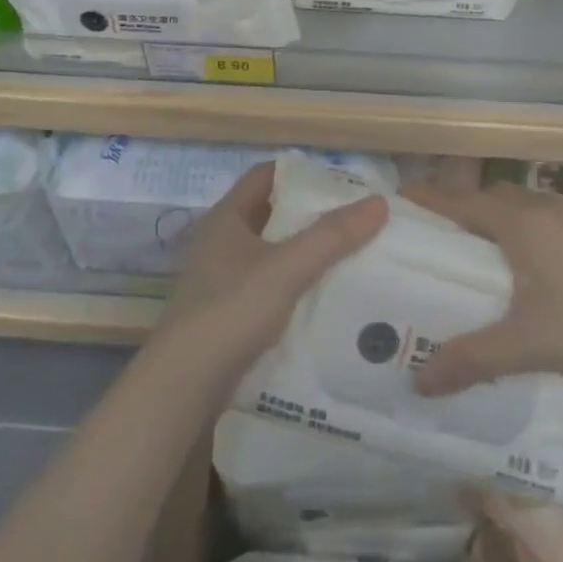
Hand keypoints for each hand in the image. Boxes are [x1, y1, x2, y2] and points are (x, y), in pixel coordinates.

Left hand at [159, 161, 387, 382]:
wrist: (183, 387)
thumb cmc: (231, 310)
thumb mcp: (287, 267)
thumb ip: (332, 235)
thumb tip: (379, 202)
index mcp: (226, 218)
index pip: (265, 176)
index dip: (301, 174)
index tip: (341, 183)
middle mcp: (220, 243)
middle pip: (271, 215)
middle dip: (310, 216)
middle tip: (355, 220)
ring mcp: (221, 281)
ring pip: (272, 255)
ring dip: (305, 254)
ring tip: (350, 257)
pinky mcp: (227, 316)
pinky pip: (269, 289)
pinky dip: (295, 287)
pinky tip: (326, 298)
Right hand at [403, 182, 562, 395]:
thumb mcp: (528, 345)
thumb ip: (472, 359)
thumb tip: (418, 382)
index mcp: (520, 222)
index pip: (460, 202)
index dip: (428, 200)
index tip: (400, 201)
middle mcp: (547, 206)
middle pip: (494, 198)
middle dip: (467, 211)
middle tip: (446, 241)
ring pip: (530, 206)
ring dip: (506, 220)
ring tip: (495, 256)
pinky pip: (559, 219)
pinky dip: (540, 231)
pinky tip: (552, 268)